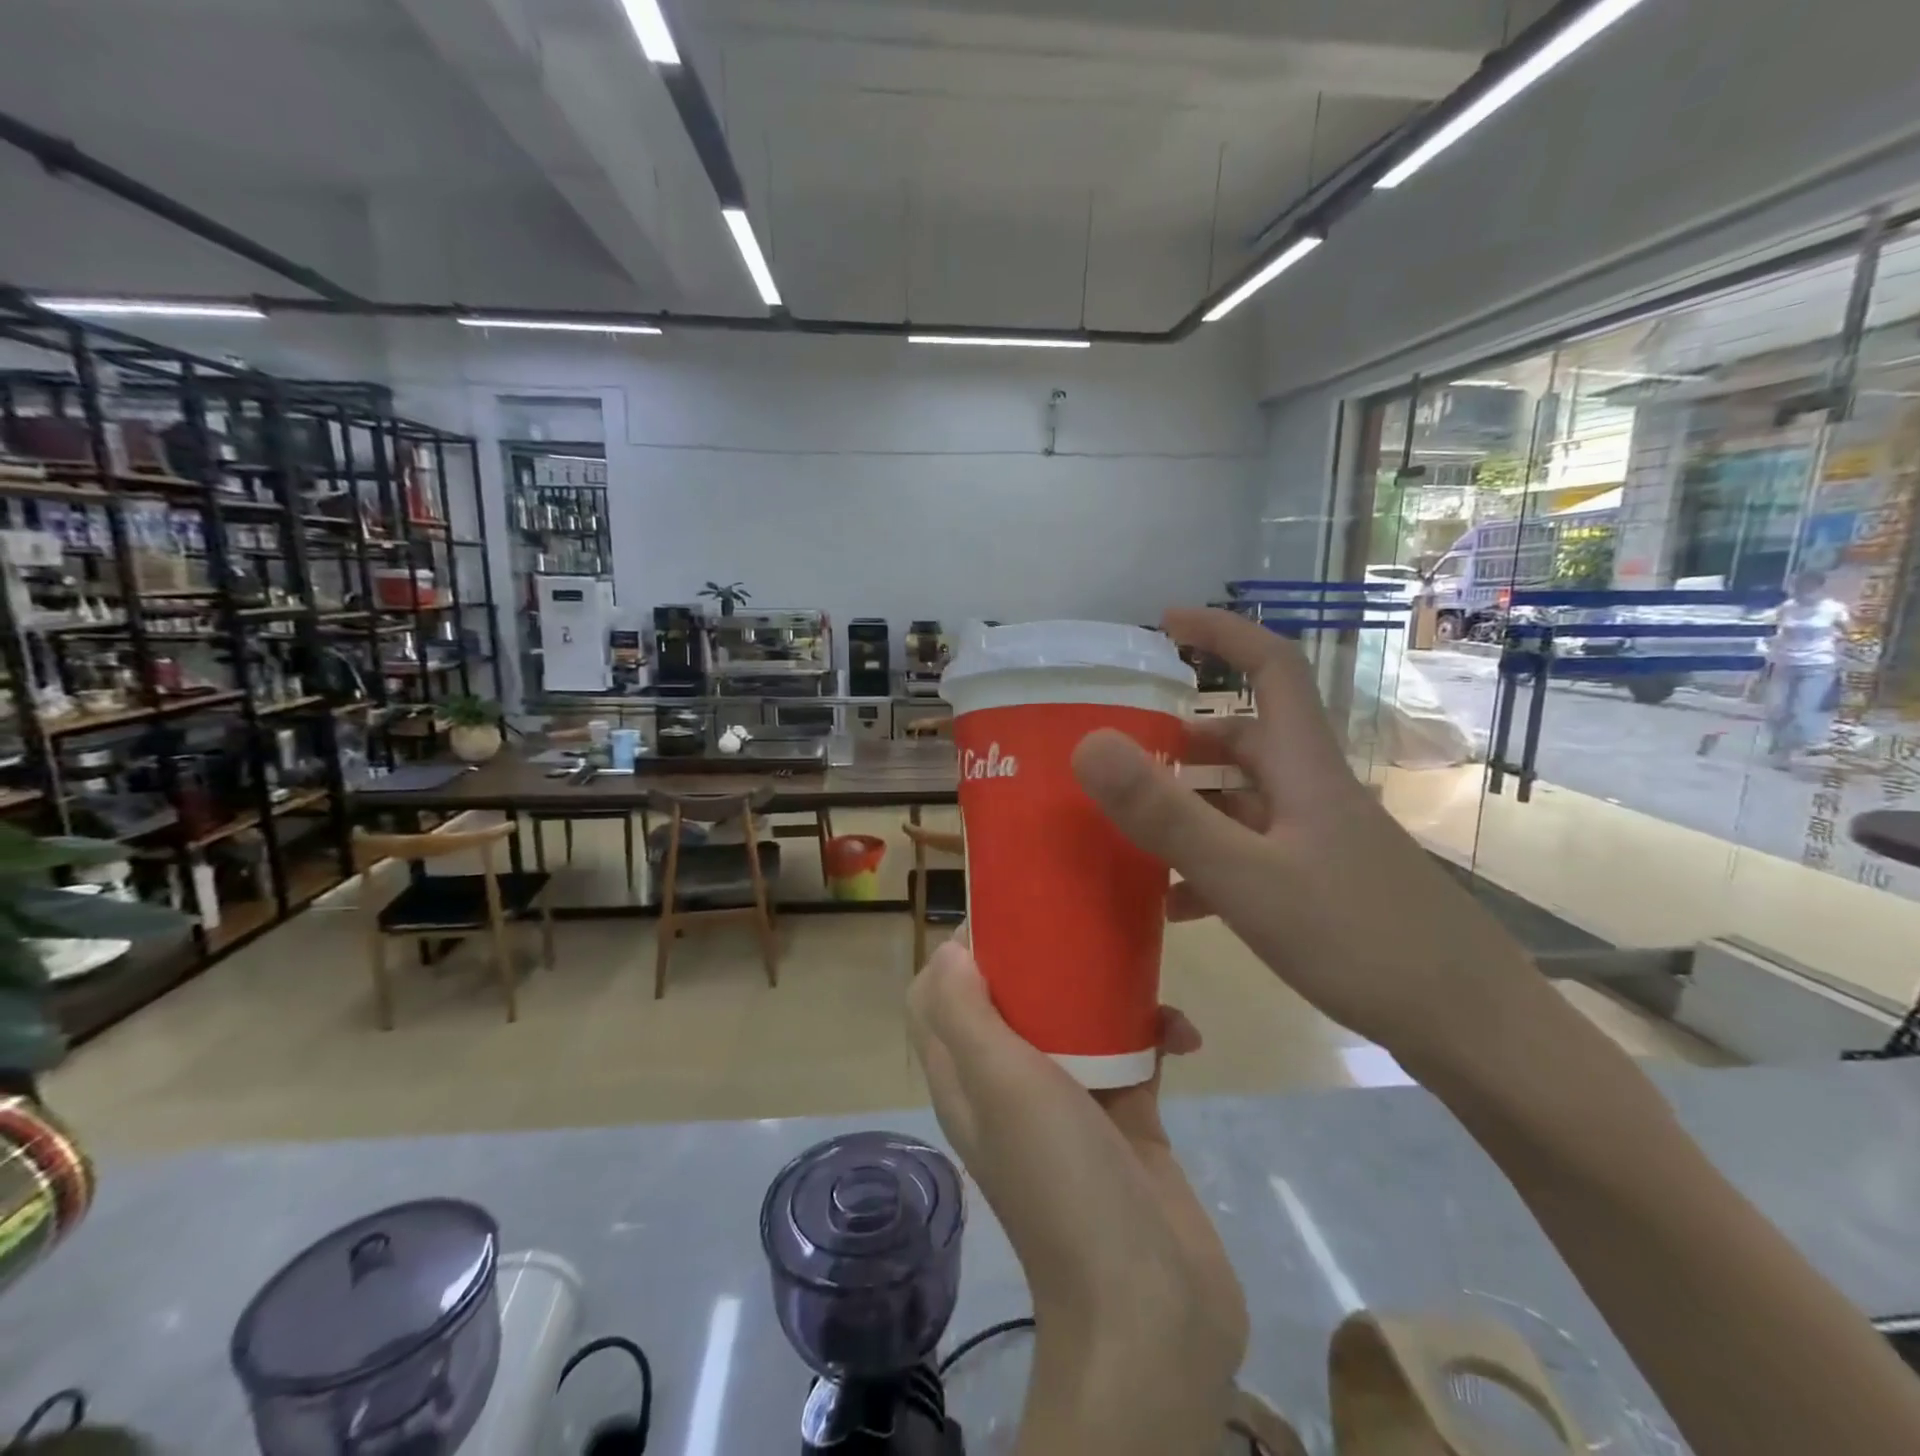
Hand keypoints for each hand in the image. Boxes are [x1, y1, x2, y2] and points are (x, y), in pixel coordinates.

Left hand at [907, 935, 1245, 1453]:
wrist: (1150, 1306)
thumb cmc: (1061, 1178)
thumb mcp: (998, 1084)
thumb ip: (964, 1015)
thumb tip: (948, 951)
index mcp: (967, 1077)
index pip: (939, 999)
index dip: (959, 954)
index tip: (1004, 915)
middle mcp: (1010, 1085)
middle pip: (1012, 999)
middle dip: (1041, 957)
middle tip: (1078, 922)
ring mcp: (1070, 1102)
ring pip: (1076, 1020)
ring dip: (1108, 992)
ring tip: (1145, 969)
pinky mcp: (1126, 1117)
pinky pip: (1134, 1054)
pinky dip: (1156, 1035)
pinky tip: (1187, 1036)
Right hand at [1071, 606, 1547, 1065]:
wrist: (1470, 1028)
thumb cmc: (1359, 939)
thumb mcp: (1246, 877)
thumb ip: (1167, 813)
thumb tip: (1090, 744)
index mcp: (1304, 769)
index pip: (1271, 668)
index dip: (1222, 634)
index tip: (1166, 622)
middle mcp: (1314, 793)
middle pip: (1246, 740)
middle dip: (1182, 739)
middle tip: (1125, 754)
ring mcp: (1323, 841)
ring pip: (1244, 800)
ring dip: (1190, 805)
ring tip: (1131, 831)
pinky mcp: (1326, 884)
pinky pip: (1254, 853)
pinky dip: (1211, 862)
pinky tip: (1175, 904)